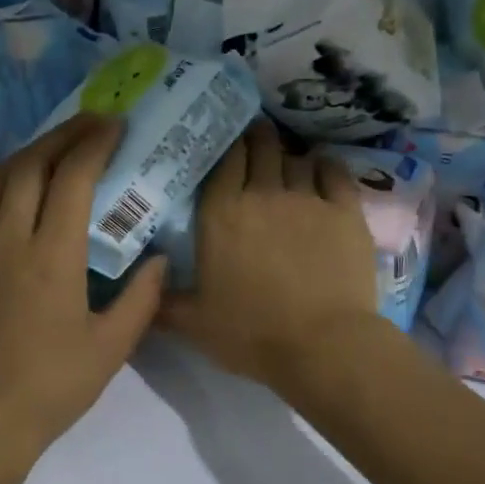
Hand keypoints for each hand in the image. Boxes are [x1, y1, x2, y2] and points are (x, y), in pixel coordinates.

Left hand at [0, 115, 166, 461]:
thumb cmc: (51, 387)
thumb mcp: (112, 348)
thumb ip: (142, 298)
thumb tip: (160, 260)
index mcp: (52, 255)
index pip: (73, 177)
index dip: (95, 143)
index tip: (115, 125)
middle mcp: (8, 239)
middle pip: (30, 165)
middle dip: (62, 135)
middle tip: (89, 123)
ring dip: (26, 154)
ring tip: (51, 149)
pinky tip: (9, 196)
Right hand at [160, 120, 382, 395]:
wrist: (322, 345)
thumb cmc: (252, 334)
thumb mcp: (194, 323)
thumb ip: (163, 302)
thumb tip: (139, 288)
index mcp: (221, 214)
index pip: (224, 160)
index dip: (227, 144)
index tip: (227, 141)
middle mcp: (262, 194)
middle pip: (261, 147)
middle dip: (258, 137)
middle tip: (257, 138)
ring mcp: (307, 198)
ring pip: (296, 158)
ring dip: (289, 156)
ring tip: (288, 162)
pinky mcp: (345, 211)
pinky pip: (334, 172)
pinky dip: (325, 166)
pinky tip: (322, 168)